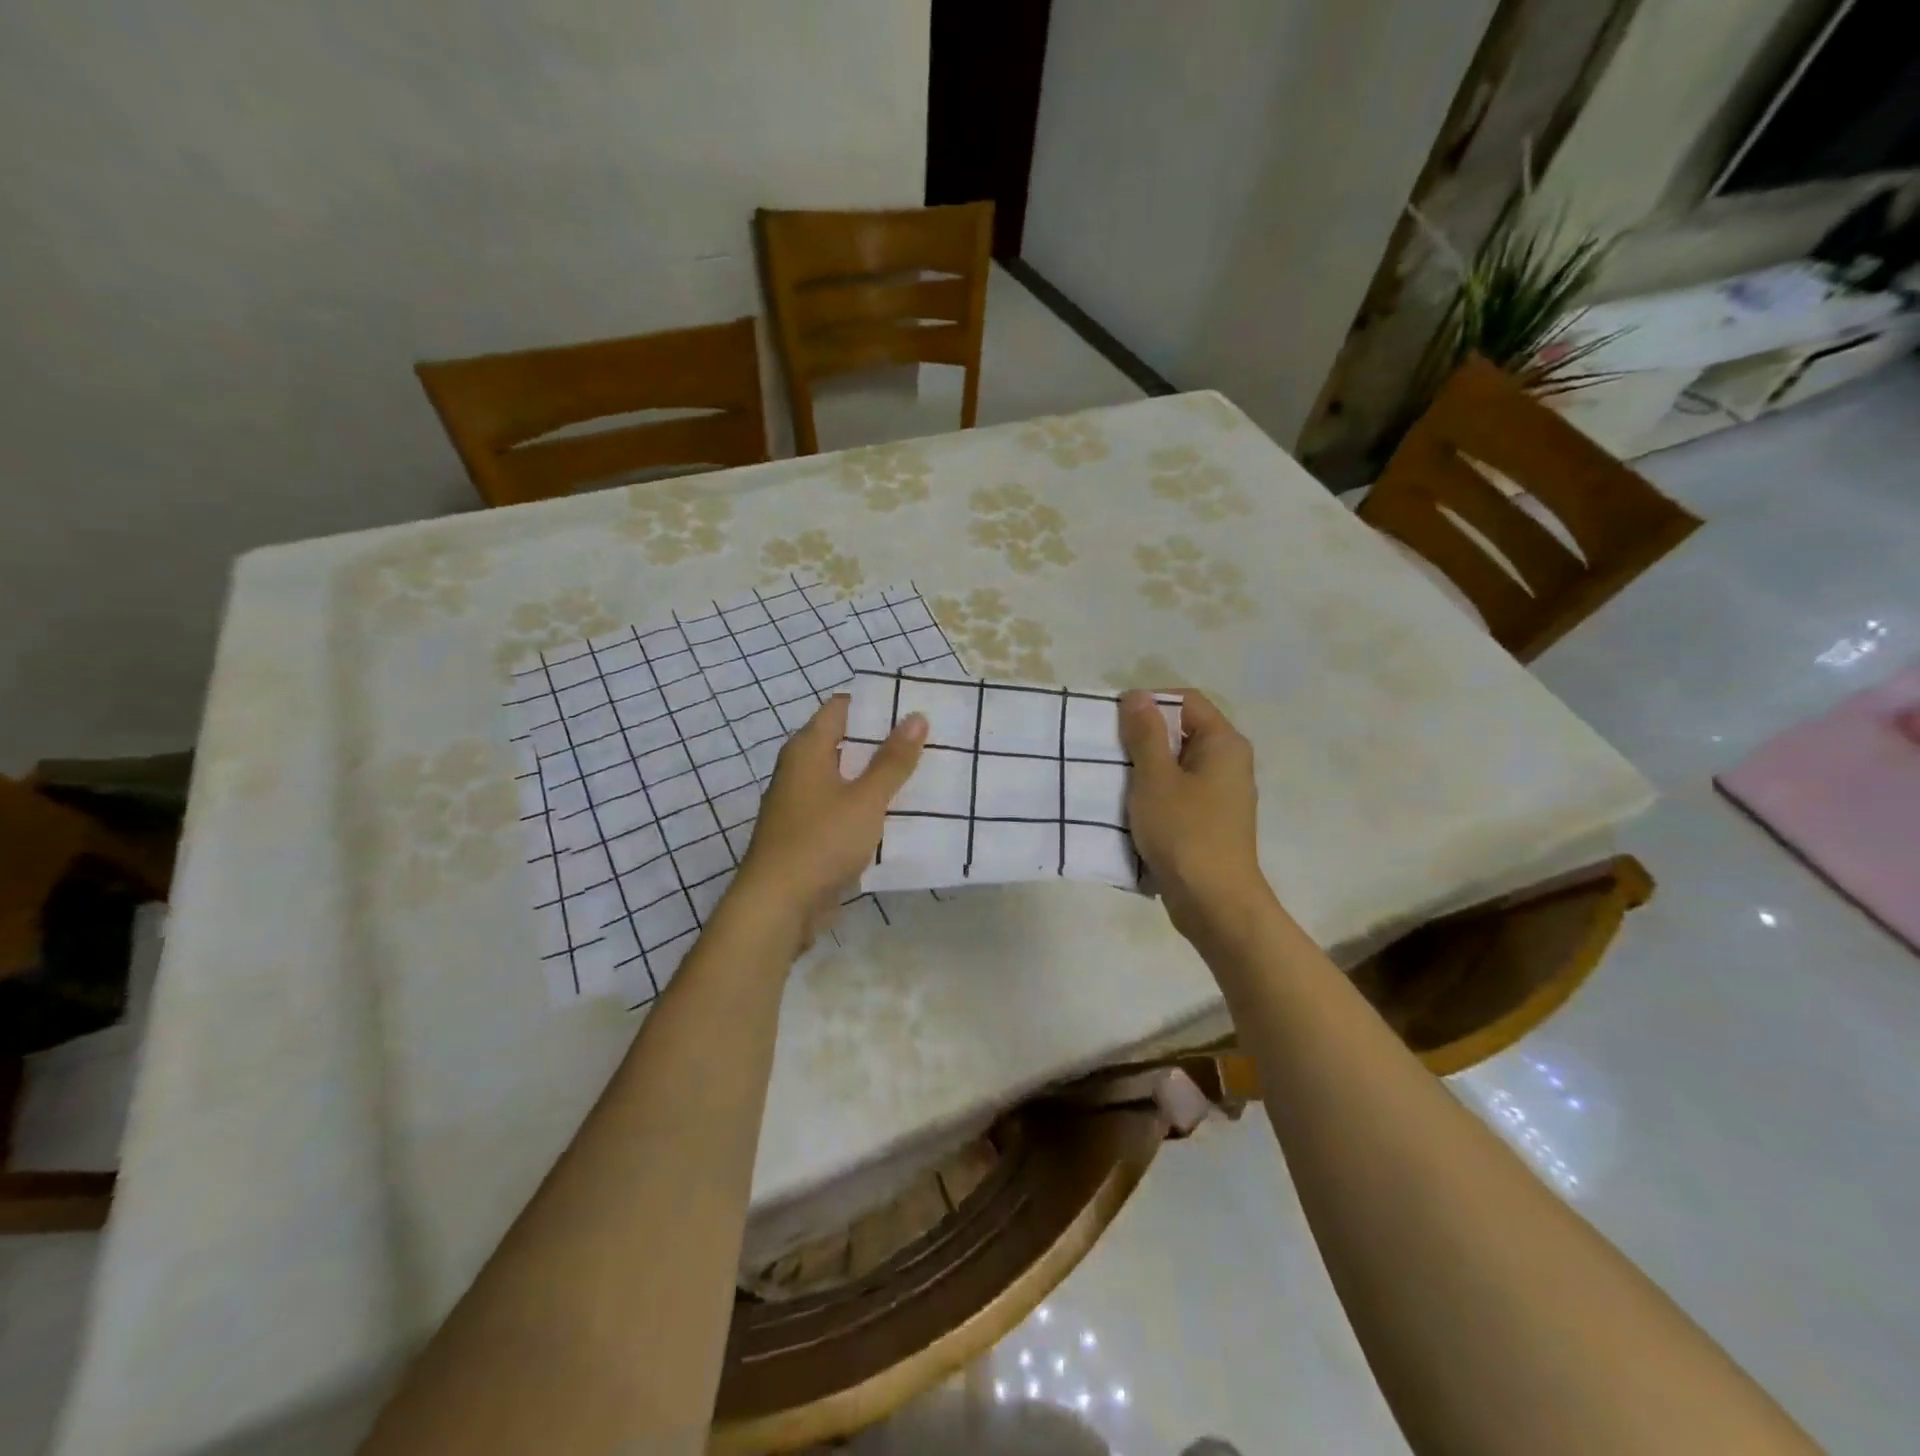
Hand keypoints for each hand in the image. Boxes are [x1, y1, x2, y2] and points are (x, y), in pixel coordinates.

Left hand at [727, 694, 927, 949]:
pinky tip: (900, 814)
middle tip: (929, 738)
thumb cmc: (821, 841)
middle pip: (845, 742)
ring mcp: (802, 803)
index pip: (842, 708)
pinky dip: (868, 806)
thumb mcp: (866, 799)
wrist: (777, 906)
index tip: (914, 705)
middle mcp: (800, 769)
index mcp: (807, 750)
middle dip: (884, 741)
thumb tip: (916, 716)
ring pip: (846, 778)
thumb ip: (892, 760)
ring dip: (878, 776)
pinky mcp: (809, 833)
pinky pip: (843, 808)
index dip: (876, 703)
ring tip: (924, 772)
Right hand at [1119, 689, 1269, 941]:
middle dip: (1143, 737)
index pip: (1186, 700)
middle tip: (1107, 751)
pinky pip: (1178, 791)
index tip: (1115, 723)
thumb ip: (1145, 734)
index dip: (1150, 703)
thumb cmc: (1185, 832)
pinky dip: (1154, 793)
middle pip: (1181, 731)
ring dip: (1145, 768)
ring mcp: (1221, 794)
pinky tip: (1129, 808)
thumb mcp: (1155, 778)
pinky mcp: (1209, 820)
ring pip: (1176, 764)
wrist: (1214, 902)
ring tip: (1112, 778)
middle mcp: (1229, 762)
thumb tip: (1136, 696)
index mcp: (1224, 743)